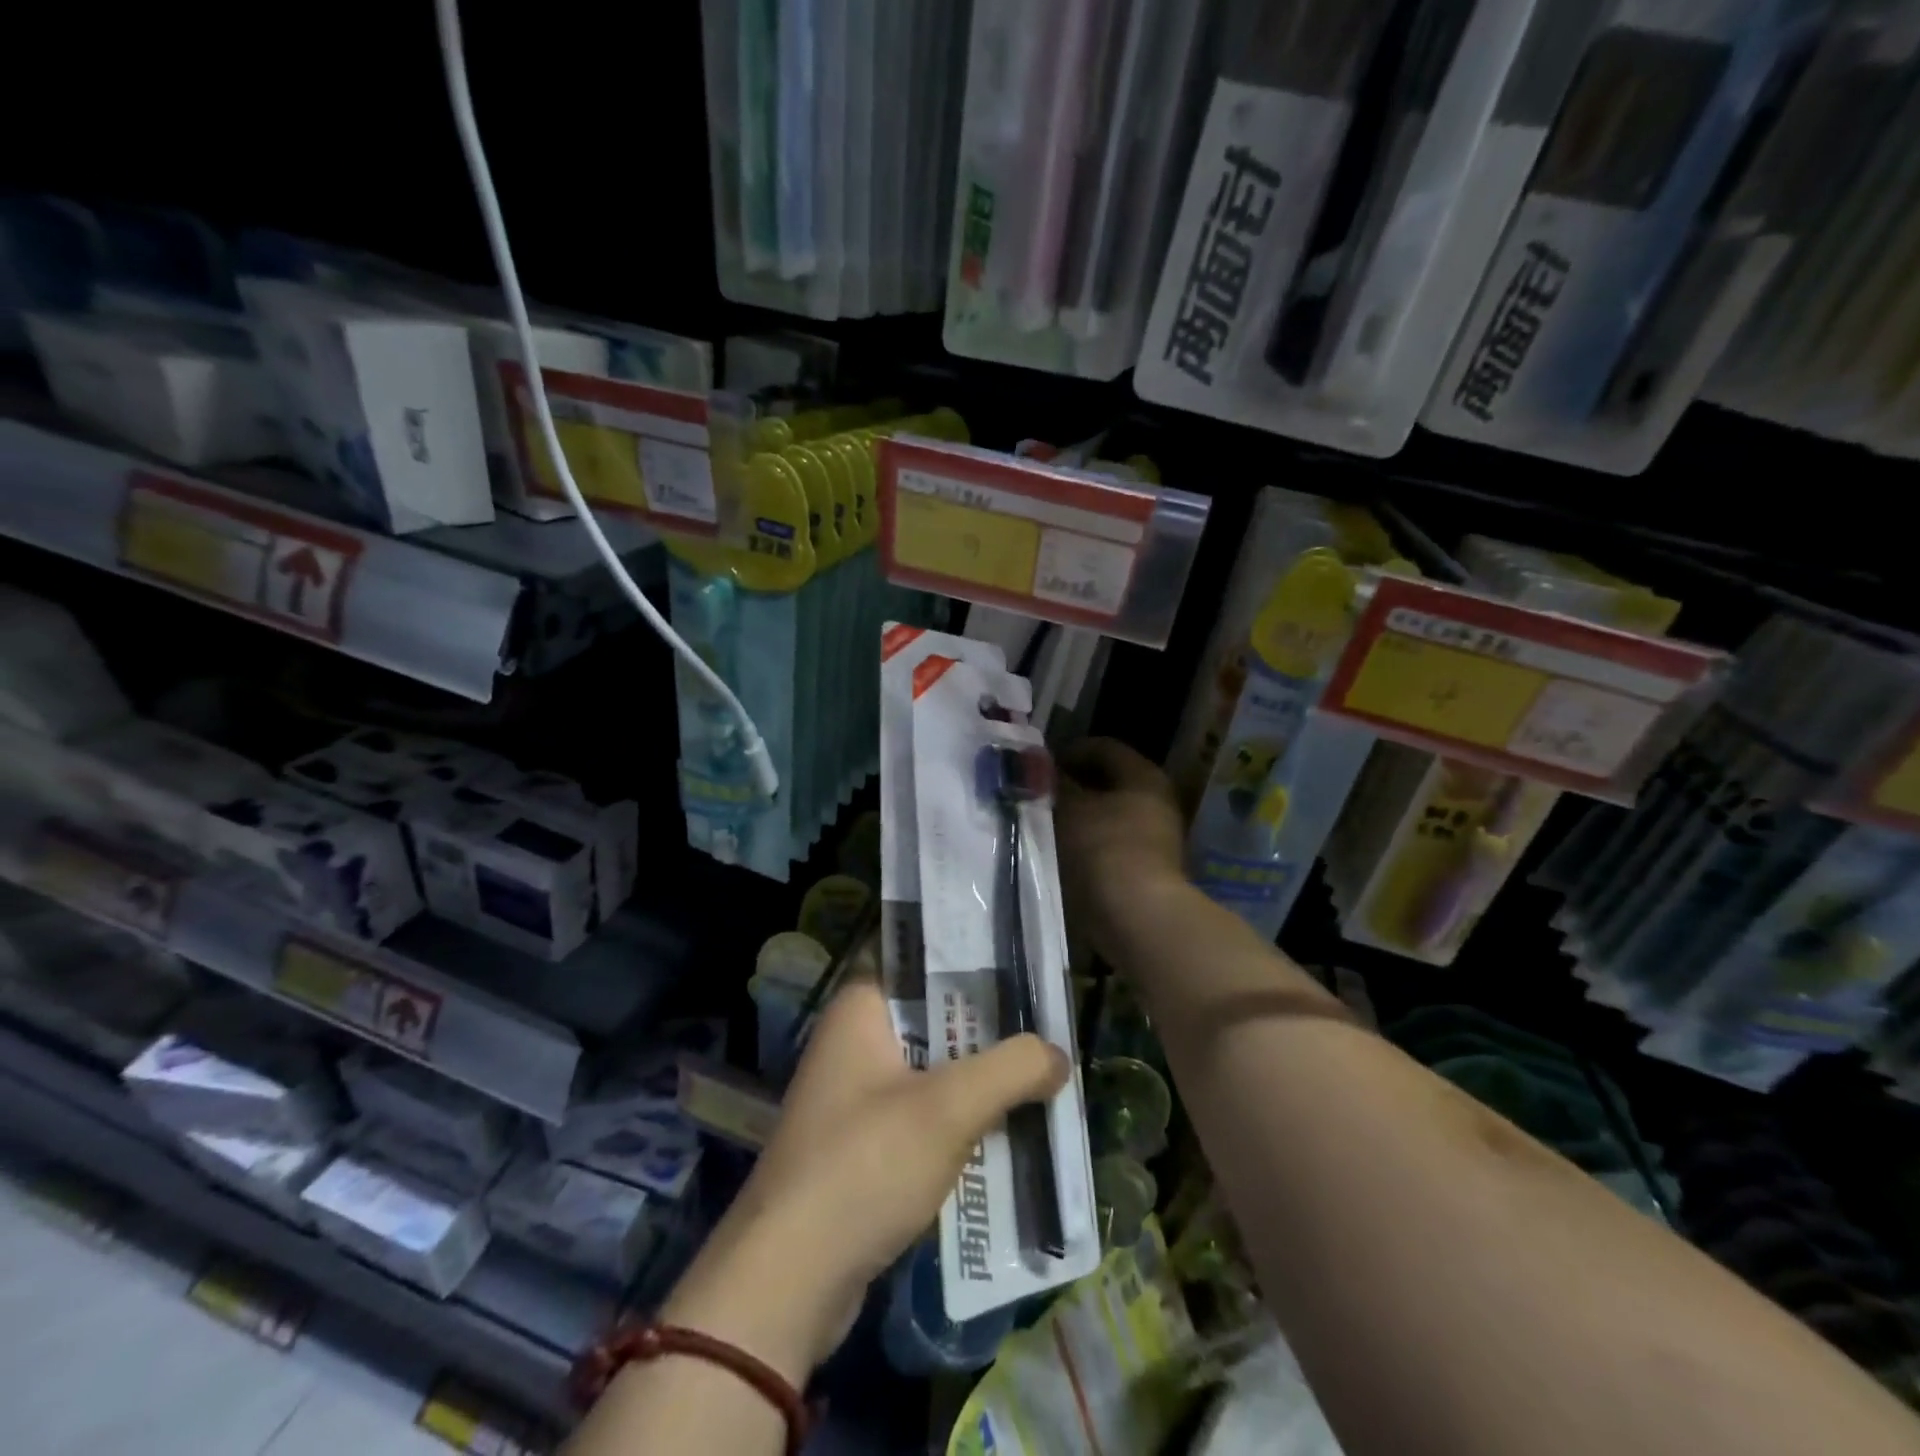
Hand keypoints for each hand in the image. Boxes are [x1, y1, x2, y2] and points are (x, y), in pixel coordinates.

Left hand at [660, 971, 1067, 1382]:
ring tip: (1039, 1073)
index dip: (975, 961)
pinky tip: (1004, 1127)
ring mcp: (854, 1094)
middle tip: (1047, 1024)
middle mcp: (853, 1039)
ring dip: (977, 1077)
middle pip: (934, 1017)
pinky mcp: (861, 1143)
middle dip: (988, 1028)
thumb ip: (1011, 1069)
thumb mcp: (949, 1108)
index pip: (924, 962)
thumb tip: (1058, 1055)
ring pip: (931, 1068)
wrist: (789, 1280)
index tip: (1025, 969)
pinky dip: (958, 1118)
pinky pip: (921, 1113)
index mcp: (861, 1007)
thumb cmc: (865, 1165)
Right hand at [1056, 738, 1187, 961]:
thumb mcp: (1069, 809)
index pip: (1103, 747)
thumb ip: (1054, 784)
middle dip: (1071, 787)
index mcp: (1143, 775)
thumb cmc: (1103, 850)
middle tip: (1037, 796)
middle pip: (1106, 782)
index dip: (1068, 752)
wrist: (1138, 918)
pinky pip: (1109, 844)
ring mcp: (1154, 837)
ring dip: (1076, 818)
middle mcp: (1155, 800)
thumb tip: (1041, 768)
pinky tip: (1060, 854)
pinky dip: (1086, 844)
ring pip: (1106, 815)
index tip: (1038, 767)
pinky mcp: (1146, 868)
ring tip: (1042, 826)